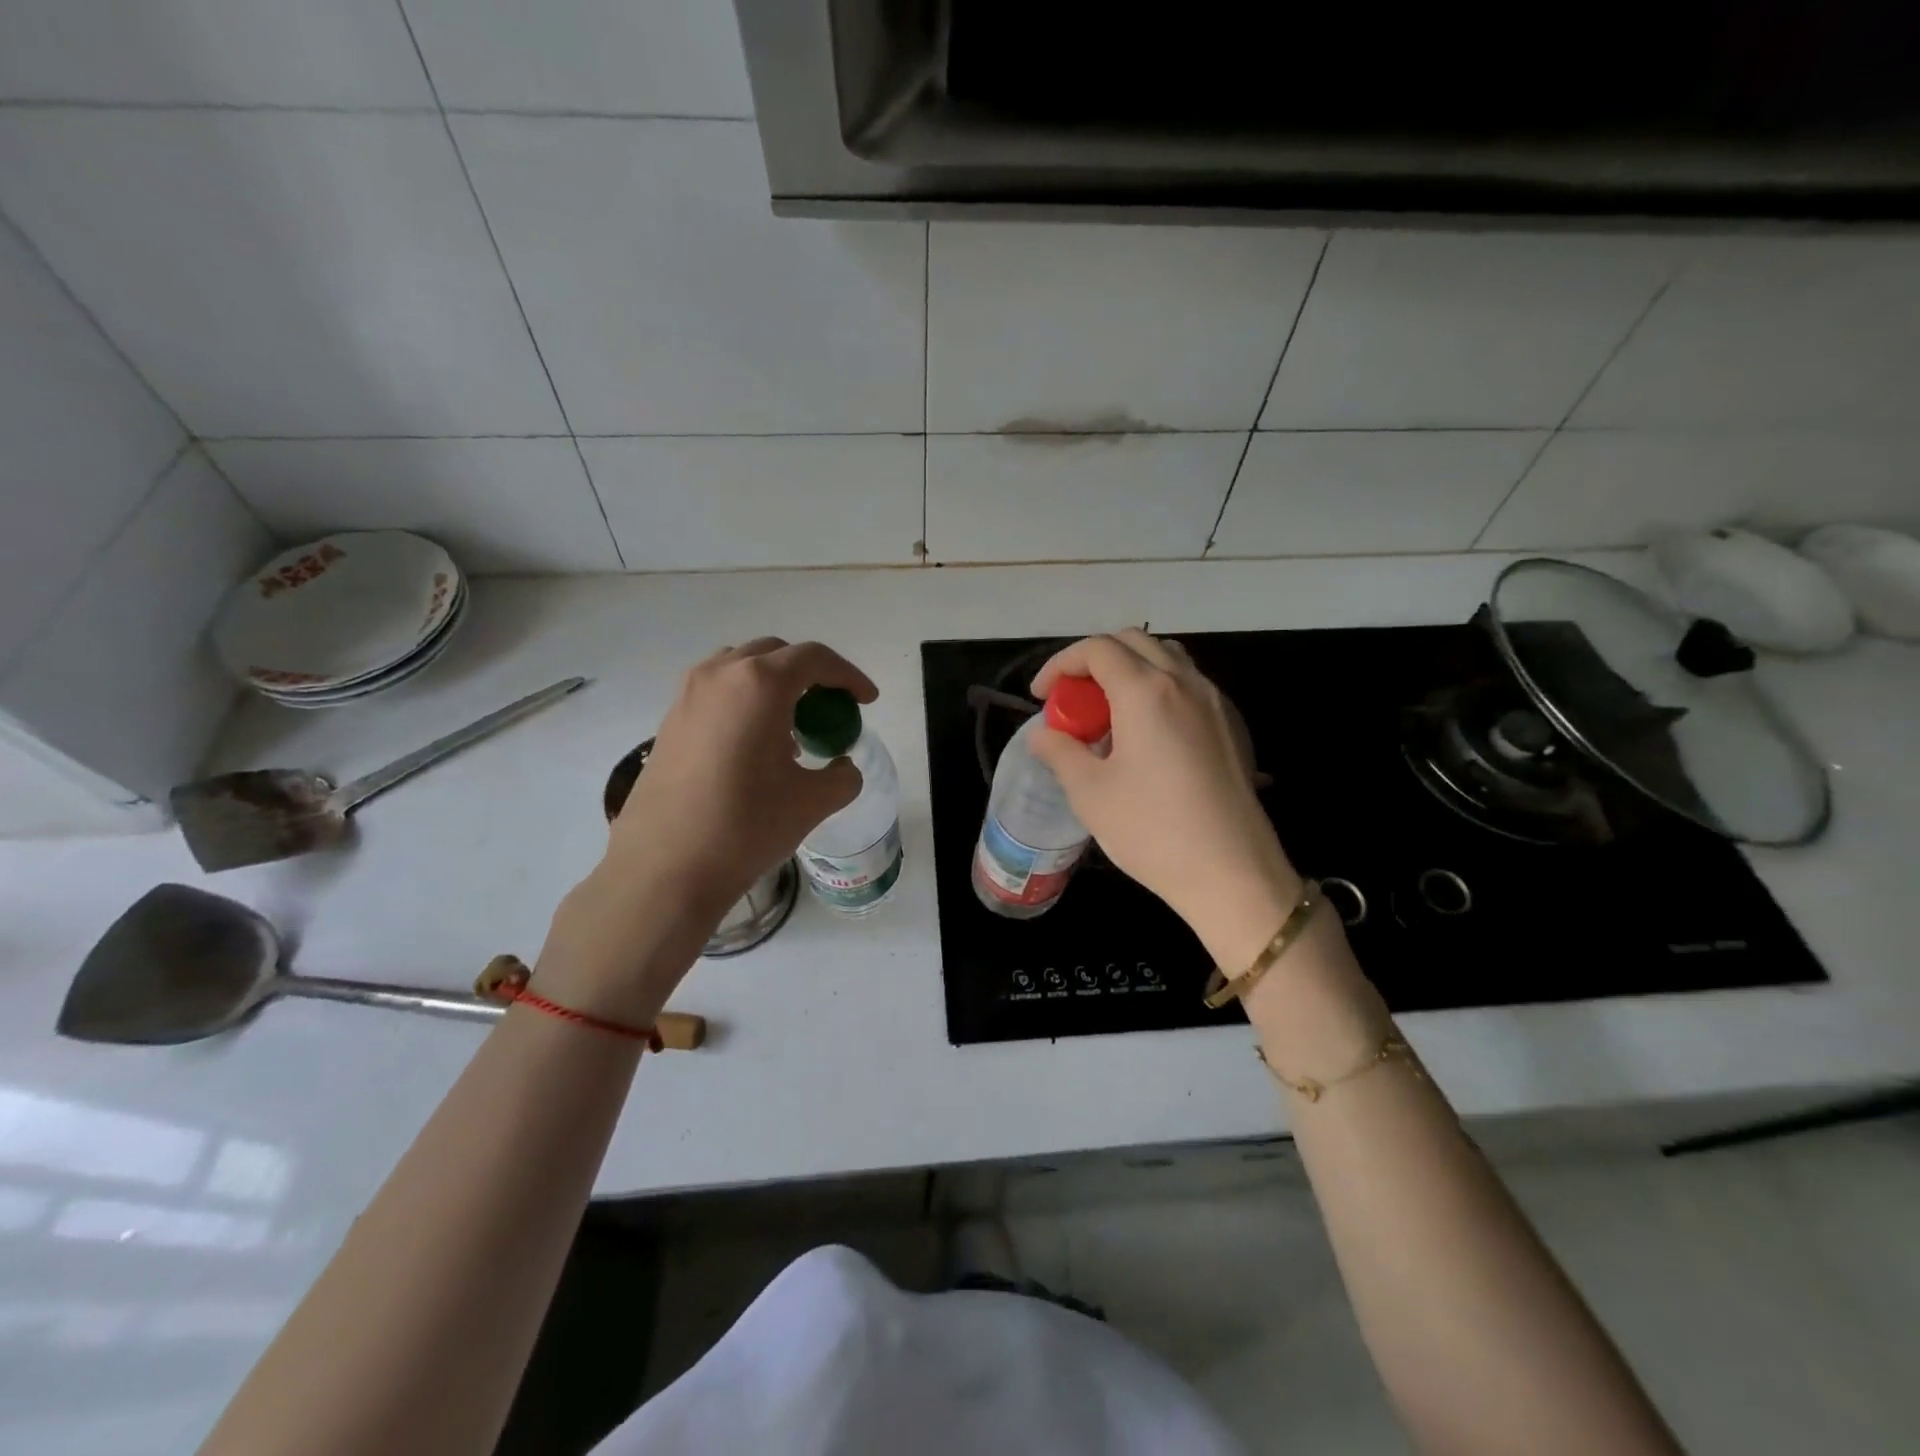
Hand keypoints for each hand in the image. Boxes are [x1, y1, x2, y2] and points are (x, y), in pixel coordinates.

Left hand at [537, 638, 875, 1021]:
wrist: (664, 868)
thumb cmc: (745, 826)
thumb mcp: (812, 802)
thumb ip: (842, 776)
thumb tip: (842, 767)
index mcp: (759, 684)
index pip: (814, 658)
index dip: (848, 675)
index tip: (867, 700)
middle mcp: (719, 675)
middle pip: (775, 654)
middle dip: (810, 674)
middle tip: (830, 708)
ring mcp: (687, 696)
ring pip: (741, 669)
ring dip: (773, 686)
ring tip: (791, 729)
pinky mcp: (669, 722)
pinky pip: (717, 694)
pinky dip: (744, 703)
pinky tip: (755, 748)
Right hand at [1029, 630, 1303, 968]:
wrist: (1232, 872)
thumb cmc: (1152, 830)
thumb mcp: (1089, 792)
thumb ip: (1059, 751)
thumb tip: (1042, 734)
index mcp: (1145, 691)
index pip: (1096, 649)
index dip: (1060, 664)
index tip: (1041, 697)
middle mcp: (1184, 683)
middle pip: (1134, 642)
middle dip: (1094, 661)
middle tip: (1073, 700)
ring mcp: (1215, 702)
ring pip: (1167, 658)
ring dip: (1130, 671)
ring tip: (1109, 715)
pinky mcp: (1232, 727)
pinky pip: (1190, 686)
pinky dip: (1159, 690)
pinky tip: (1148, 737)